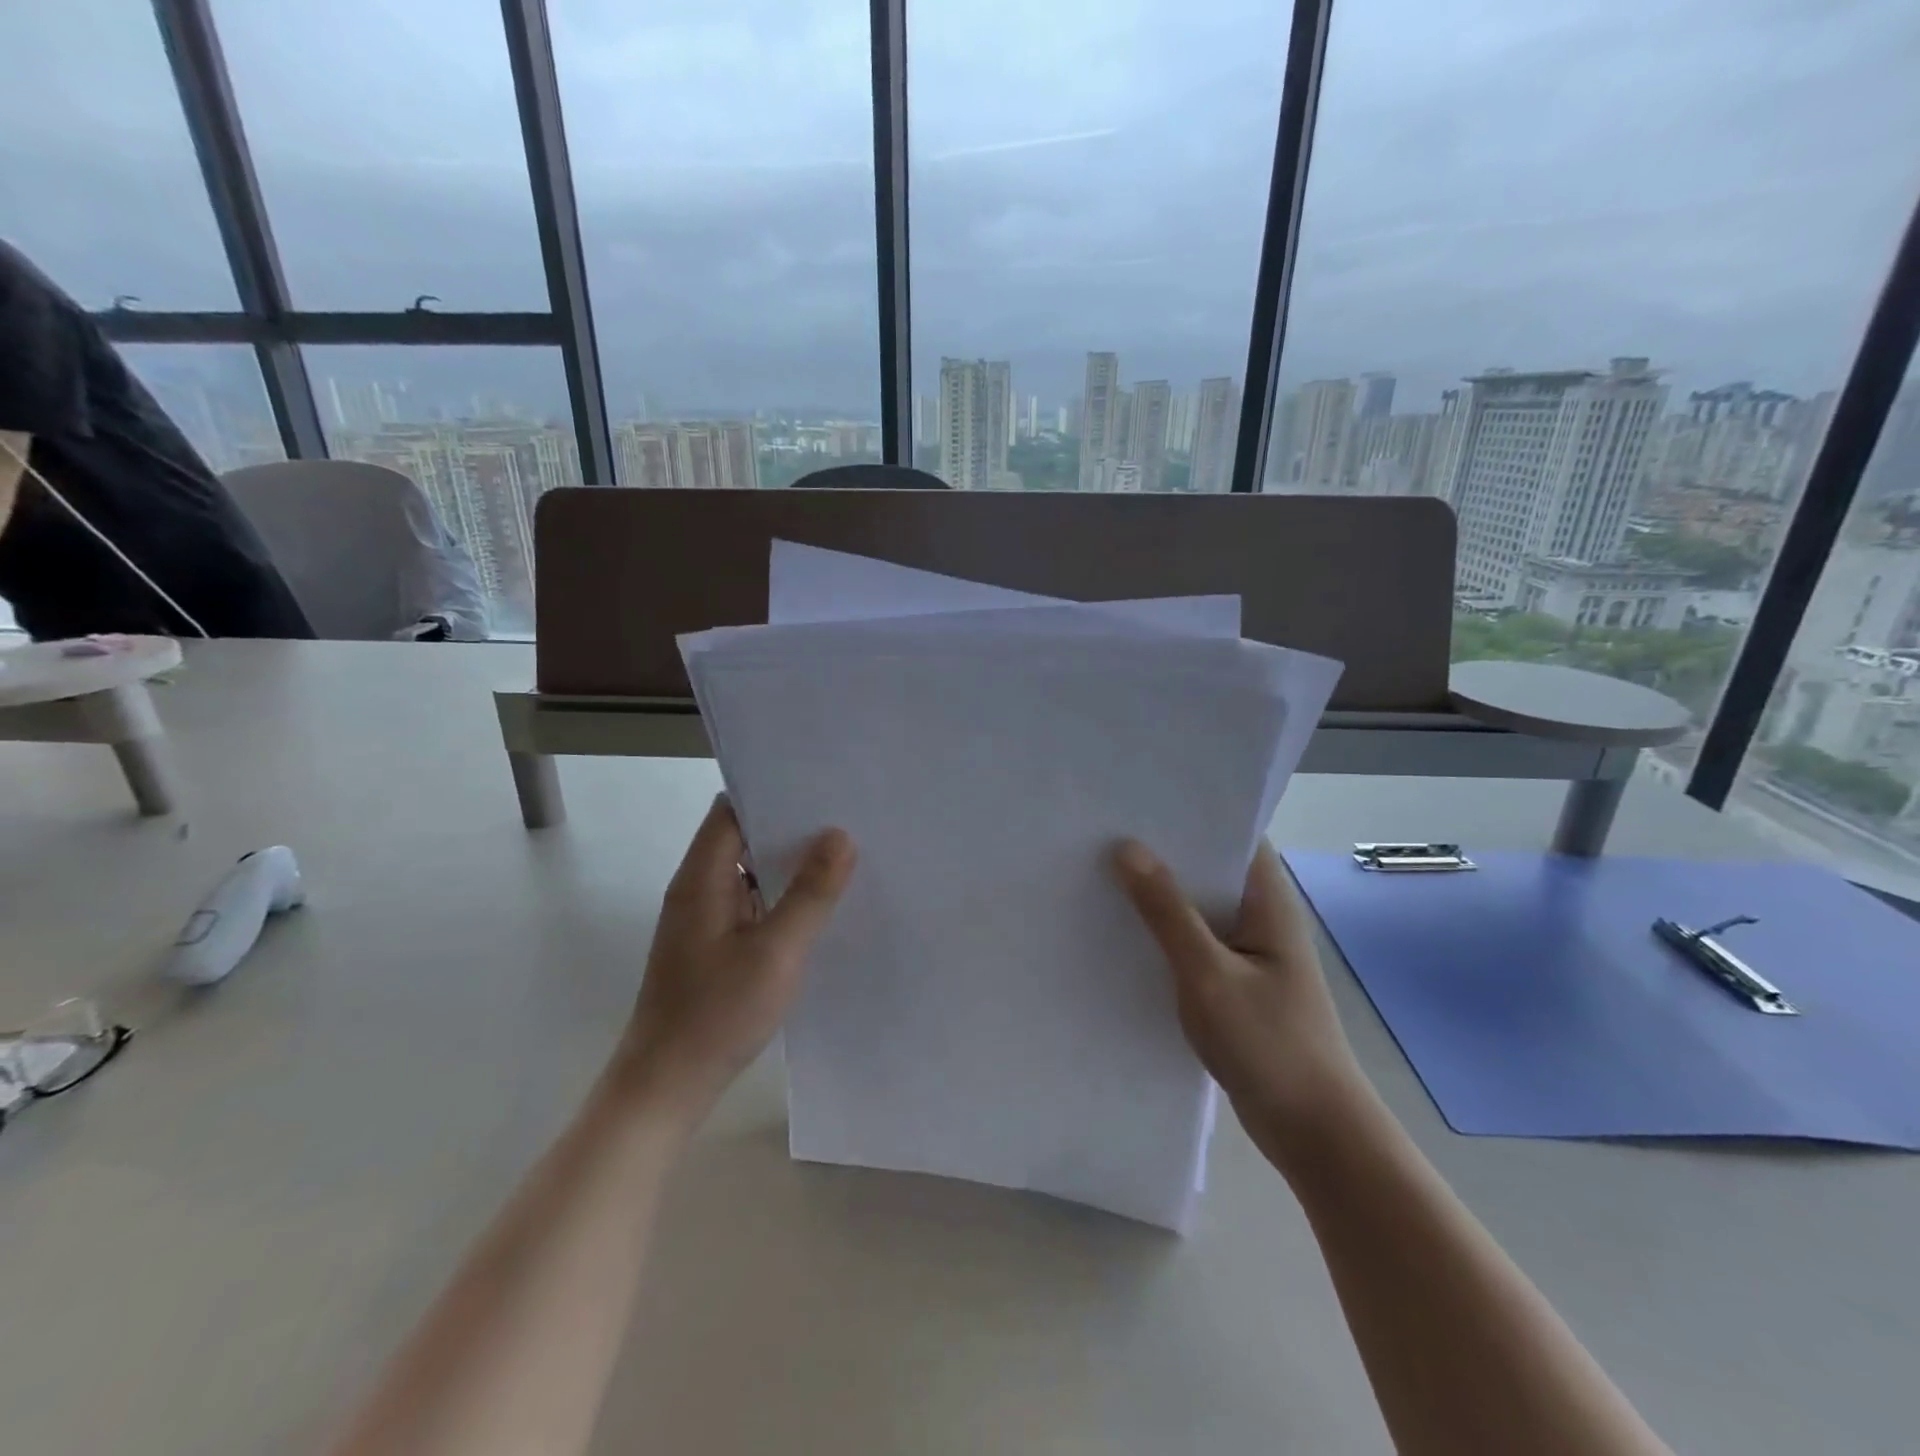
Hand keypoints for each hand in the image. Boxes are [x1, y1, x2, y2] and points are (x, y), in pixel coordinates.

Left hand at [614, 796, 855, 1122]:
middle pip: (743, 838)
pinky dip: (781, 896)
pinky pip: (752, 903)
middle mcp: (698, 889)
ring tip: (844, 852)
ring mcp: (705, 919)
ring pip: (750, 872)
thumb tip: (840, 835)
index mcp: (701, 878)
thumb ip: (810, 893)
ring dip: (788, 863)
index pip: (732, 810)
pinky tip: (819, 903)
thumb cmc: (717, 1014)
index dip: (772, 793)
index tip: (821, 787)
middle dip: (791, 827)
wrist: (667, 1087)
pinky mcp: (715, 946)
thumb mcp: (776, 952)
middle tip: (847, 818)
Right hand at [1114, 838, 1367, 1156]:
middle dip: (1162, 851)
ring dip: (1158, 895)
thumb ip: (1167, 912)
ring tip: (1101, 871)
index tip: (1137, 798)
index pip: (1232, 835)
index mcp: (1267, 901)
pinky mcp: (1233, 983)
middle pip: (1208, 869)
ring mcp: (1247, 952)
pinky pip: (1192, 943)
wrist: (1313, 1133)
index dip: (1188, 813)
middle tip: (1102, 831)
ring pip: (1196, 908)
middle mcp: (1260, 917)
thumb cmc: (1269, 1044)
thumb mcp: (1208, 973)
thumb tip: (1126, 848)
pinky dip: (1162, 933)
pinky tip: (1121, 931)